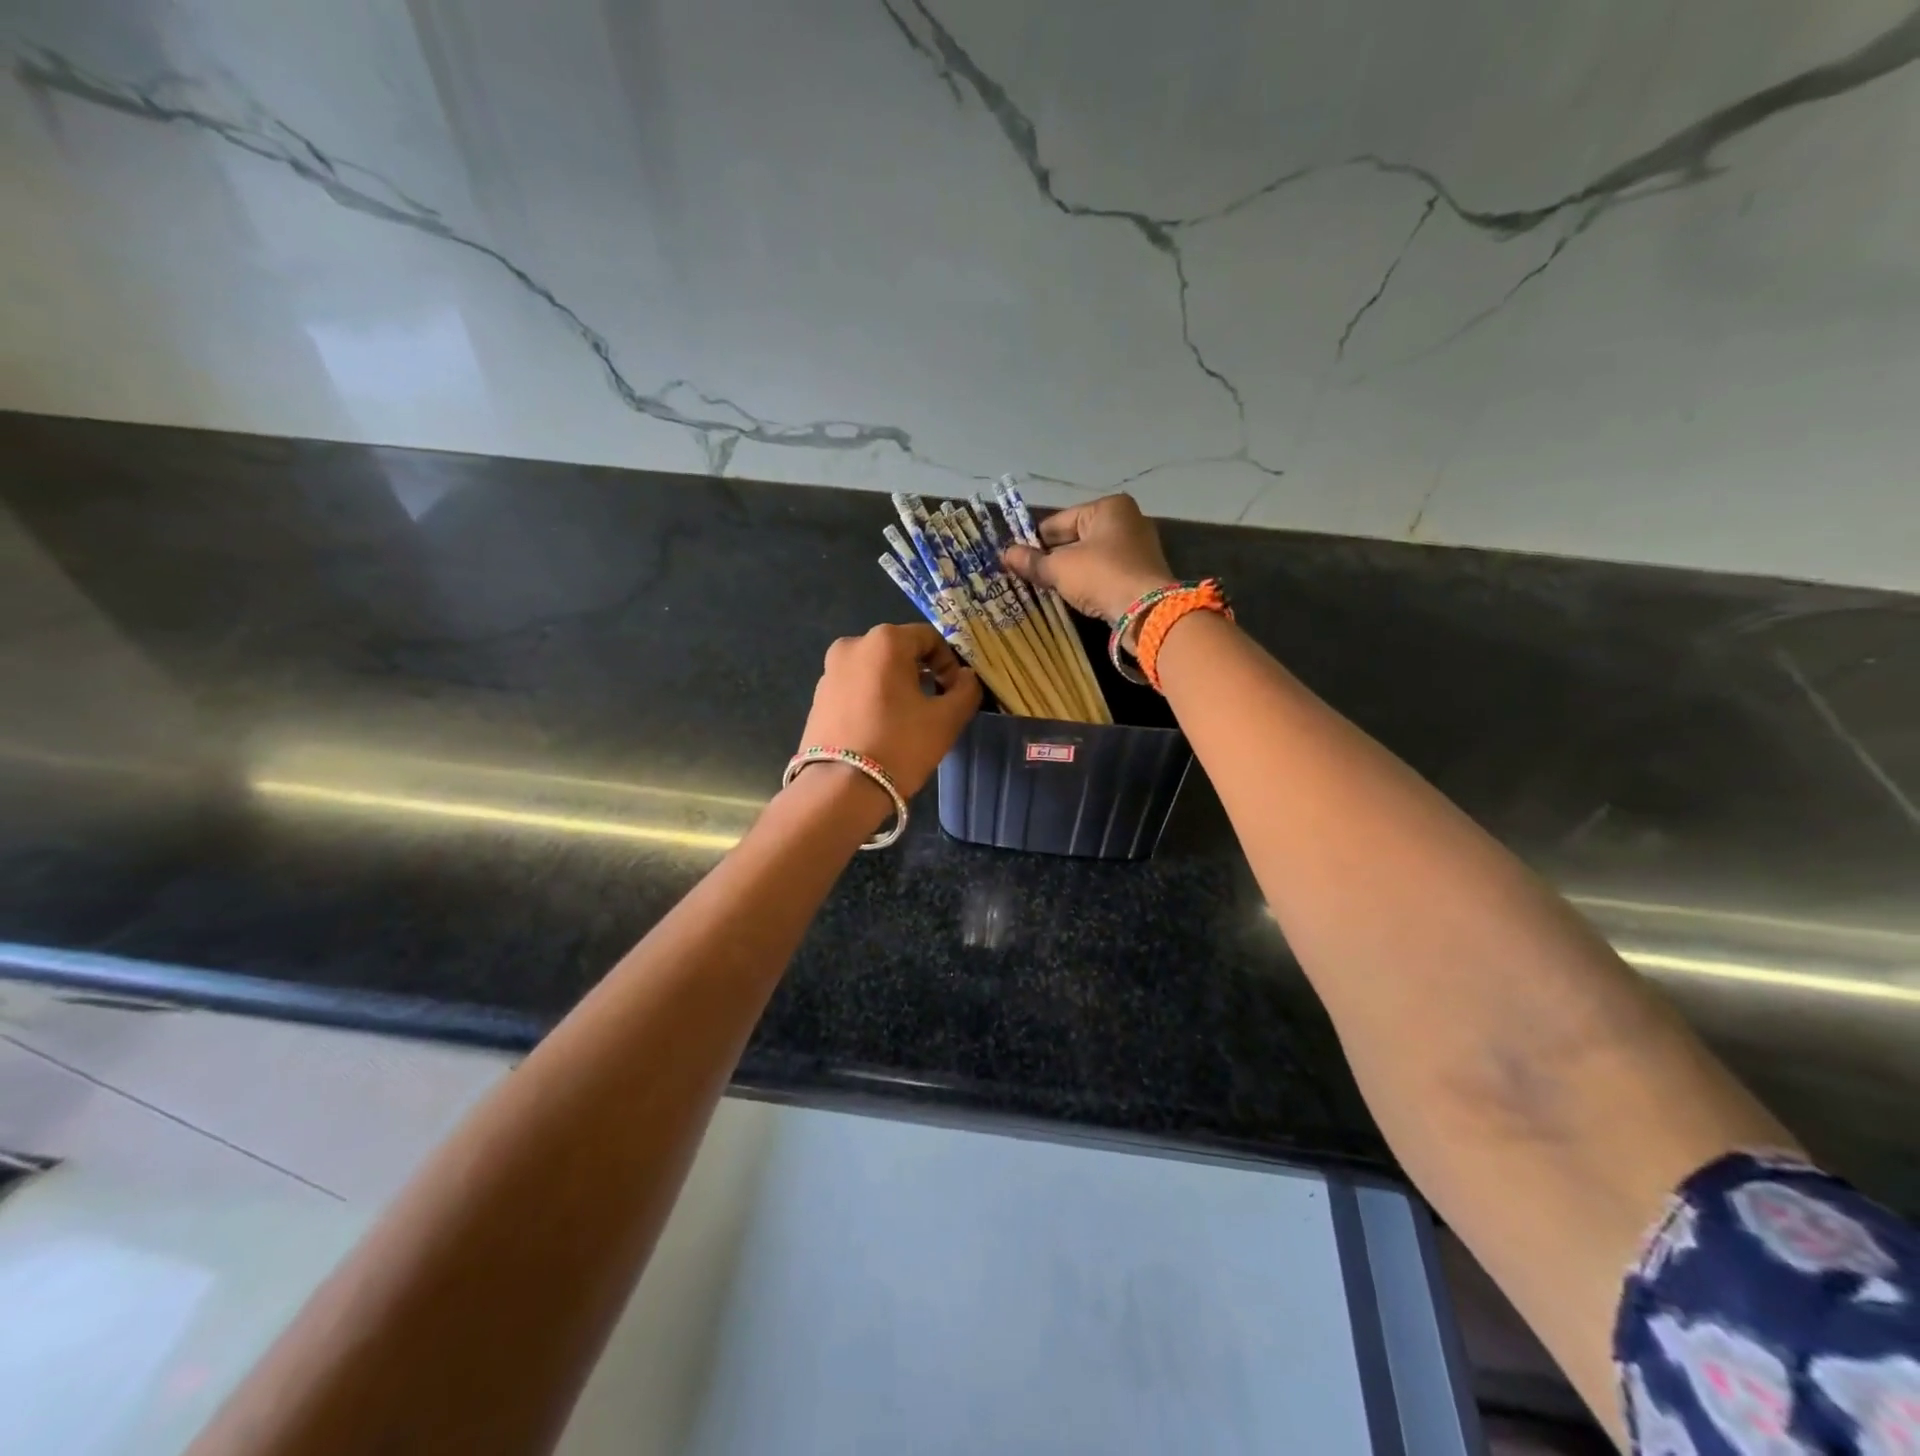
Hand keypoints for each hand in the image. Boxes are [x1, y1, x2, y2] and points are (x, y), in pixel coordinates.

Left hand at [797, 623, 980, 796]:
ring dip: (896, 687)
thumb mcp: (947, 719)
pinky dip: (872, 700)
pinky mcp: (818, 698)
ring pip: (875, 671)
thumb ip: (966, 690)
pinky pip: (855, 689)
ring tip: (906, 722)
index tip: (954, 693)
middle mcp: (852, 645)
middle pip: (900, 652)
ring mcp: (829, 672)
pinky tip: (880, 731)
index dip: (949, 663)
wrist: (840, 789)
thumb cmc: (900, 745)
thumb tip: (967, 678)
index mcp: (885, 641)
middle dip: (922, 674)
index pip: (929, 638)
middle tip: (934, 707)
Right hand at [1000, 494, 1174, 630]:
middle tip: (1029, 576)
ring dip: (1070, 571)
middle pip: (1076, 538)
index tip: (1017, 559)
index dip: (1035, 540)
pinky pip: (1106, 572)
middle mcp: (1127, 520)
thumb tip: (1005, 554)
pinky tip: (1074, 595)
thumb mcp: (1060, 568)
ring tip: (1047, 587)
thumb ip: (1033, 561)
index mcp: (1108, 507)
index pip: (1058, 521)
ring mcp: (1138, 547)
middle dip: (1053, 557)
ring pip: (1091, 556)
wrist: (1147, 611)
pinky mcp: (1142, 572)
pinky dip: (1089, 581)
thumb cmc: (1101, 576)